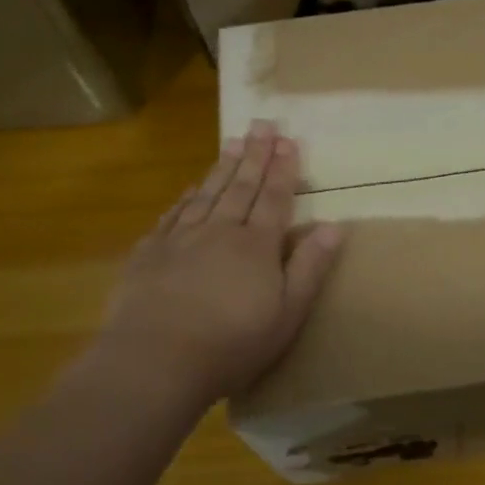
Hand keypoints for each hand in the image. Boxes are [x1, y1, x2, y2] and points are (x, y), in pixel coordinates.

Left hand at [100, 121, 343, 402]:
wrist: (155, 359)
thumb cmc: (232, 343)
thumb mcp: (288, 313)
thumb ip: (310, 267)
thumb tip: (334, 225)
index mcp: (257, 246)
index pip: (275, 198)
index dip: (284, 169)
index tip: (289, 140)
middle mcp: (220, 231)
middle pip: (242, 187)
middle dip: (256, 155)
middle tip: (263, 124)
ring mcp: (181, 239)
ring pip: (207, 193)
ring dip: (223, 166)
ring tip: (234, 141)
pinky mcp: (149, 254)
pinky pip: (173, 215)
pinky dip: (186, 197)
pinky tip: (191, 187)